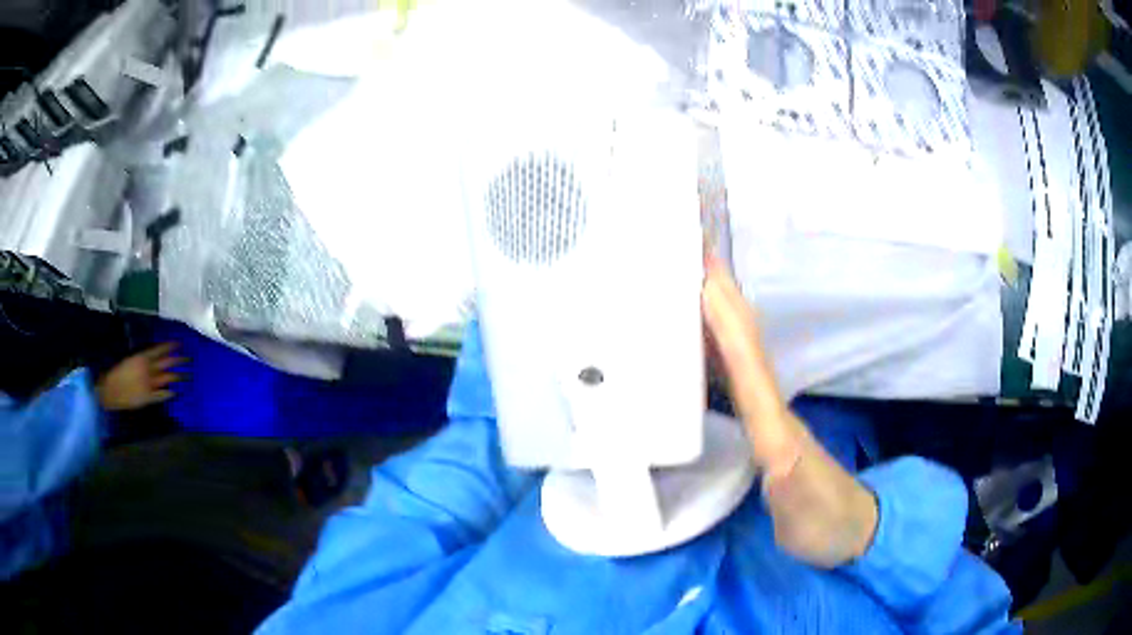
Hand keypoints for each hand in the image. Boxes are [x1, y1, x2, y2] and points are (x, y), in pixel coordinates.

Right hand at [96, 343, 185, 411]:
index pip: (160, 350)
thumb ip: (141, 357)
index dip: (170, 347)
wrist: (109, 390)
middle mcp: (148, 370)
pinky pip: (161, 395)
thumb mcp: (129, 358)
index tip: (180, 344)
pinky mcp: (148, 398)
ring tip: (187, 375)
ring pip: (167, 379)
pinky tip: (175, 392)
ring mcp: (149, 385)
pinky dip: (169, 393)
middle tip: (189, 359)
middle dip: (179, 361)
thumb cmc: (115, 371)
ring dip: (178, 377)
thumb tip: (151, 355)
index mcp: (142, 358)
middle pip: (167, 364)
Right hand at [702, 257, 876, 567]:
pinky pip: (731, 378)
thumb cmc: (824, 520)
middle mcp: (769, 406)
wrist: (846, 529)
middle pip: (741, 340)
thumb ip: (786, 476)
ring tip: (680, 285)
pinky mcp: (761, 427)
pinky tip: (693, 346)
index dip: (722, 314)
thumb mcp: (801, 505)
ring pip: (736, 353)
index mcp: (775, 421)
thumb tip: (766, 442)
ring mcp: (766, 415)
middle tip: (683, 254)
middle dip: (717, 295)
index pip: (745, 357)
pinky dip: (713, 351)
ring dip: (712, 315)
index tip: (698, 267)